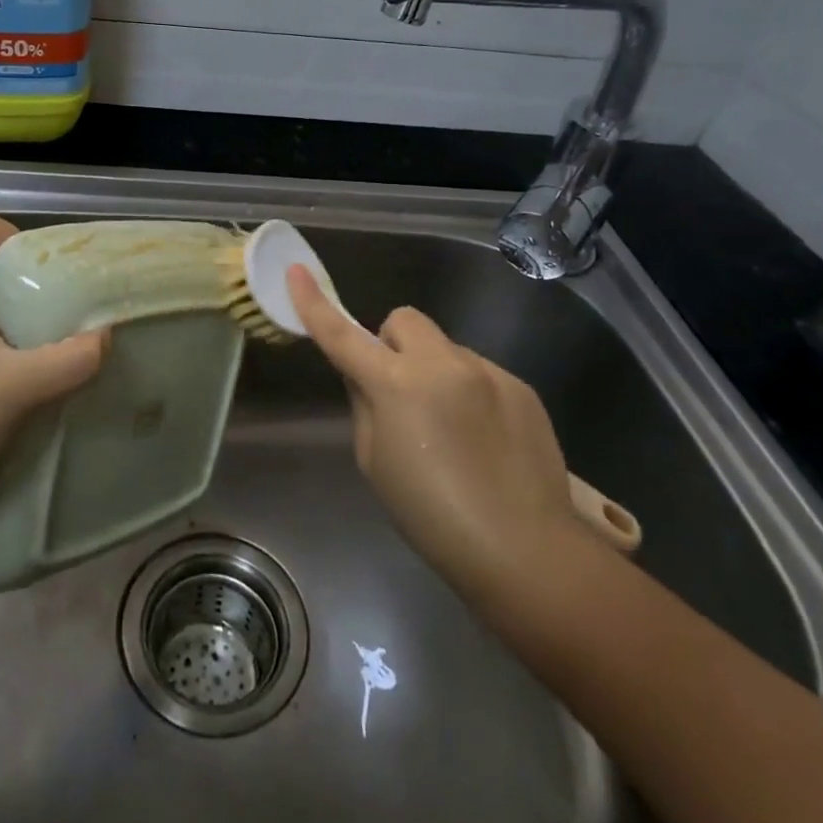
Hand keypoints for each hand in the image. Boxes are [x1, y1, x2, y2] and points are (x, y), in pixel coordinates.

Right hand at [287, 265, 582, 598]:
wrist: (525, 550)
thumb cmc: (432, 516)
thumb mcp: (376, 463)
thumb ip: (365, 406)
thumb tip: (366, 376)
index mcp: (396, 385)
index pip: (343, 335)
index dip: (315, 304)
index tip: (297, 271)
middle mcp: (442, 363)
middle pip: (404, 321)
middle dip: (393, 344)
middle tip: (399, 390)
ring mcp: (486, 370)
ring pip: (445, 348)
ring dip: (435, 371)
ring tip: (452, 429)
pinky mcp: (520, 385)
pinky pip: (480, 372)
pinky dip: (470, 392)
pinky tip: (485, 439)